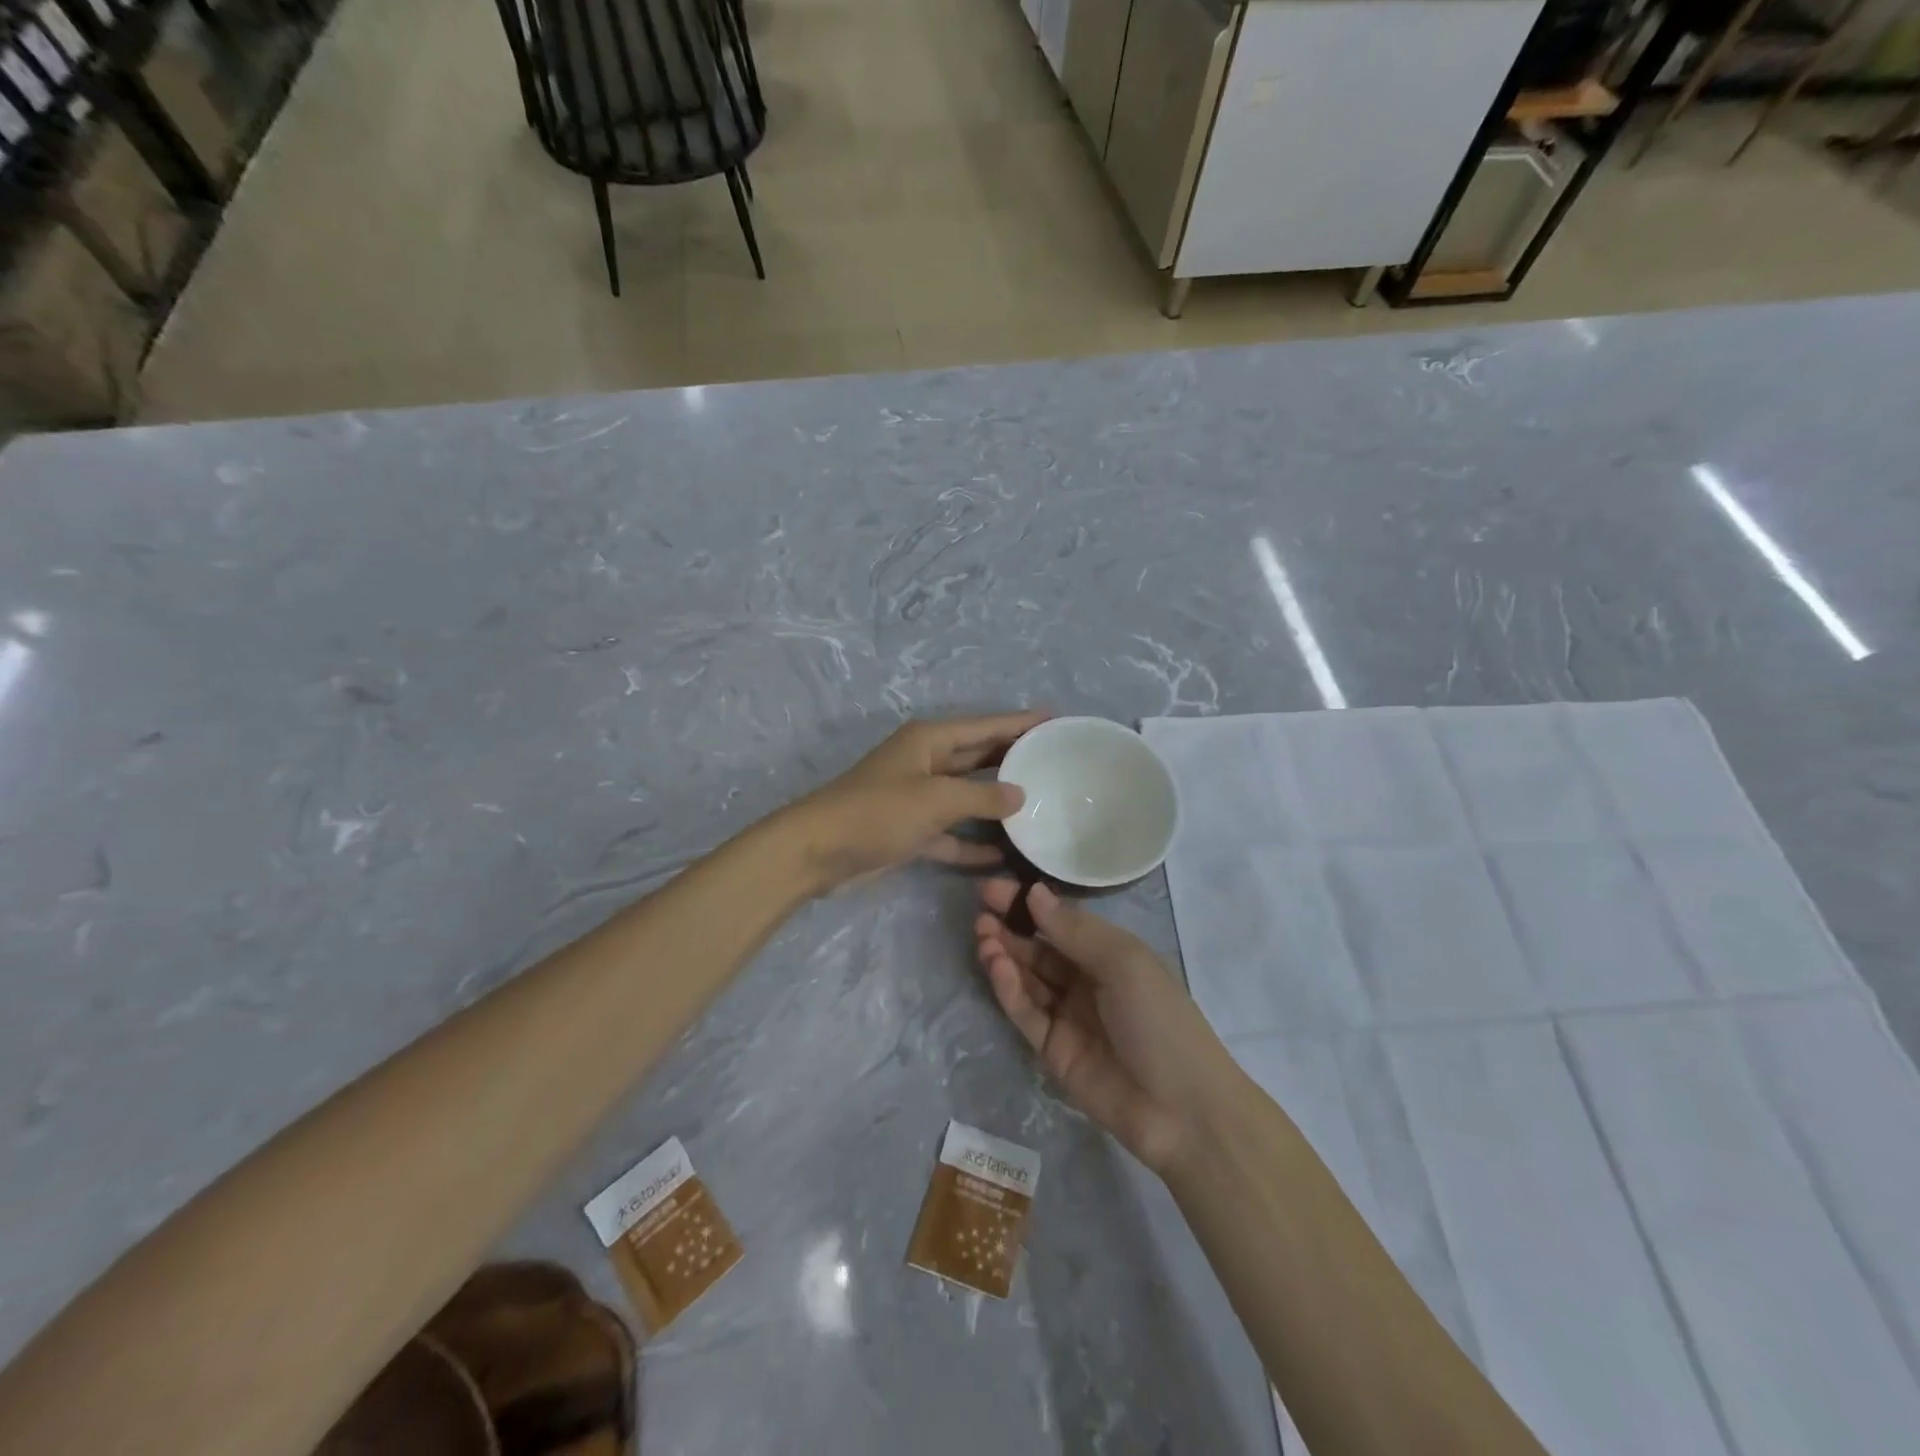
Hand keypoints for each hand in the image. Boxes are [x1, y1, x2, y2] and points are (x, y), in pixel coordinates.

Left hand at [783, 712, 1046, 891]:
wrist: (818, 851)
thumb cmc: (878, 812)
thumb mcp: (935, 799)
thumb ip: (981, 796)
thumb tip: (1020, 795)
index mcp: (930, 740)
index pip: (985, 726)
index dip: (1019, 722)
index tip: (1055, 720)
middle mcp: (926, 762)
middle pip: (978, 757)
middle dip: (1013, 759)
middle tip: (1055, 761)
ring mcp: (917, 798)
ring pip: (967, 796)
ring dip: (997, 803)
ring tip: (1040, 804)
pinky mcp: (911, 830)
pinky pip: (952, 832)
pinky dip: (973, 842)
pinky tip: (1004, 855)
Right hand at [975, 879, 1232, 1174]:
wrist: (1182, 1110)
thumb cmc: (1160, 1020)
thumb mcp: (1123, 962)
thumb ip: (1074, 930)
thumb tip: (1034, 891)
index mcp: (1110, 954)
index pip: (1061, 921)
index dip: (1029, 905)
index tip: (994, 889)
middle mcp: (1086, 980)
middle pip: (1039, 948)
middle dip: (1010, 928)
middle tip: (981, 911)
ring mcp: (1068, 1016)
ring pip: (1027, 978)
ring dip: (1005, 955)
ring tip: (983, 936)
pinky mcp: (1052, 1050)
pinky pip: (1026, 1012)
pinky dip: (1009, 989)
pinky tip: (997, 967)